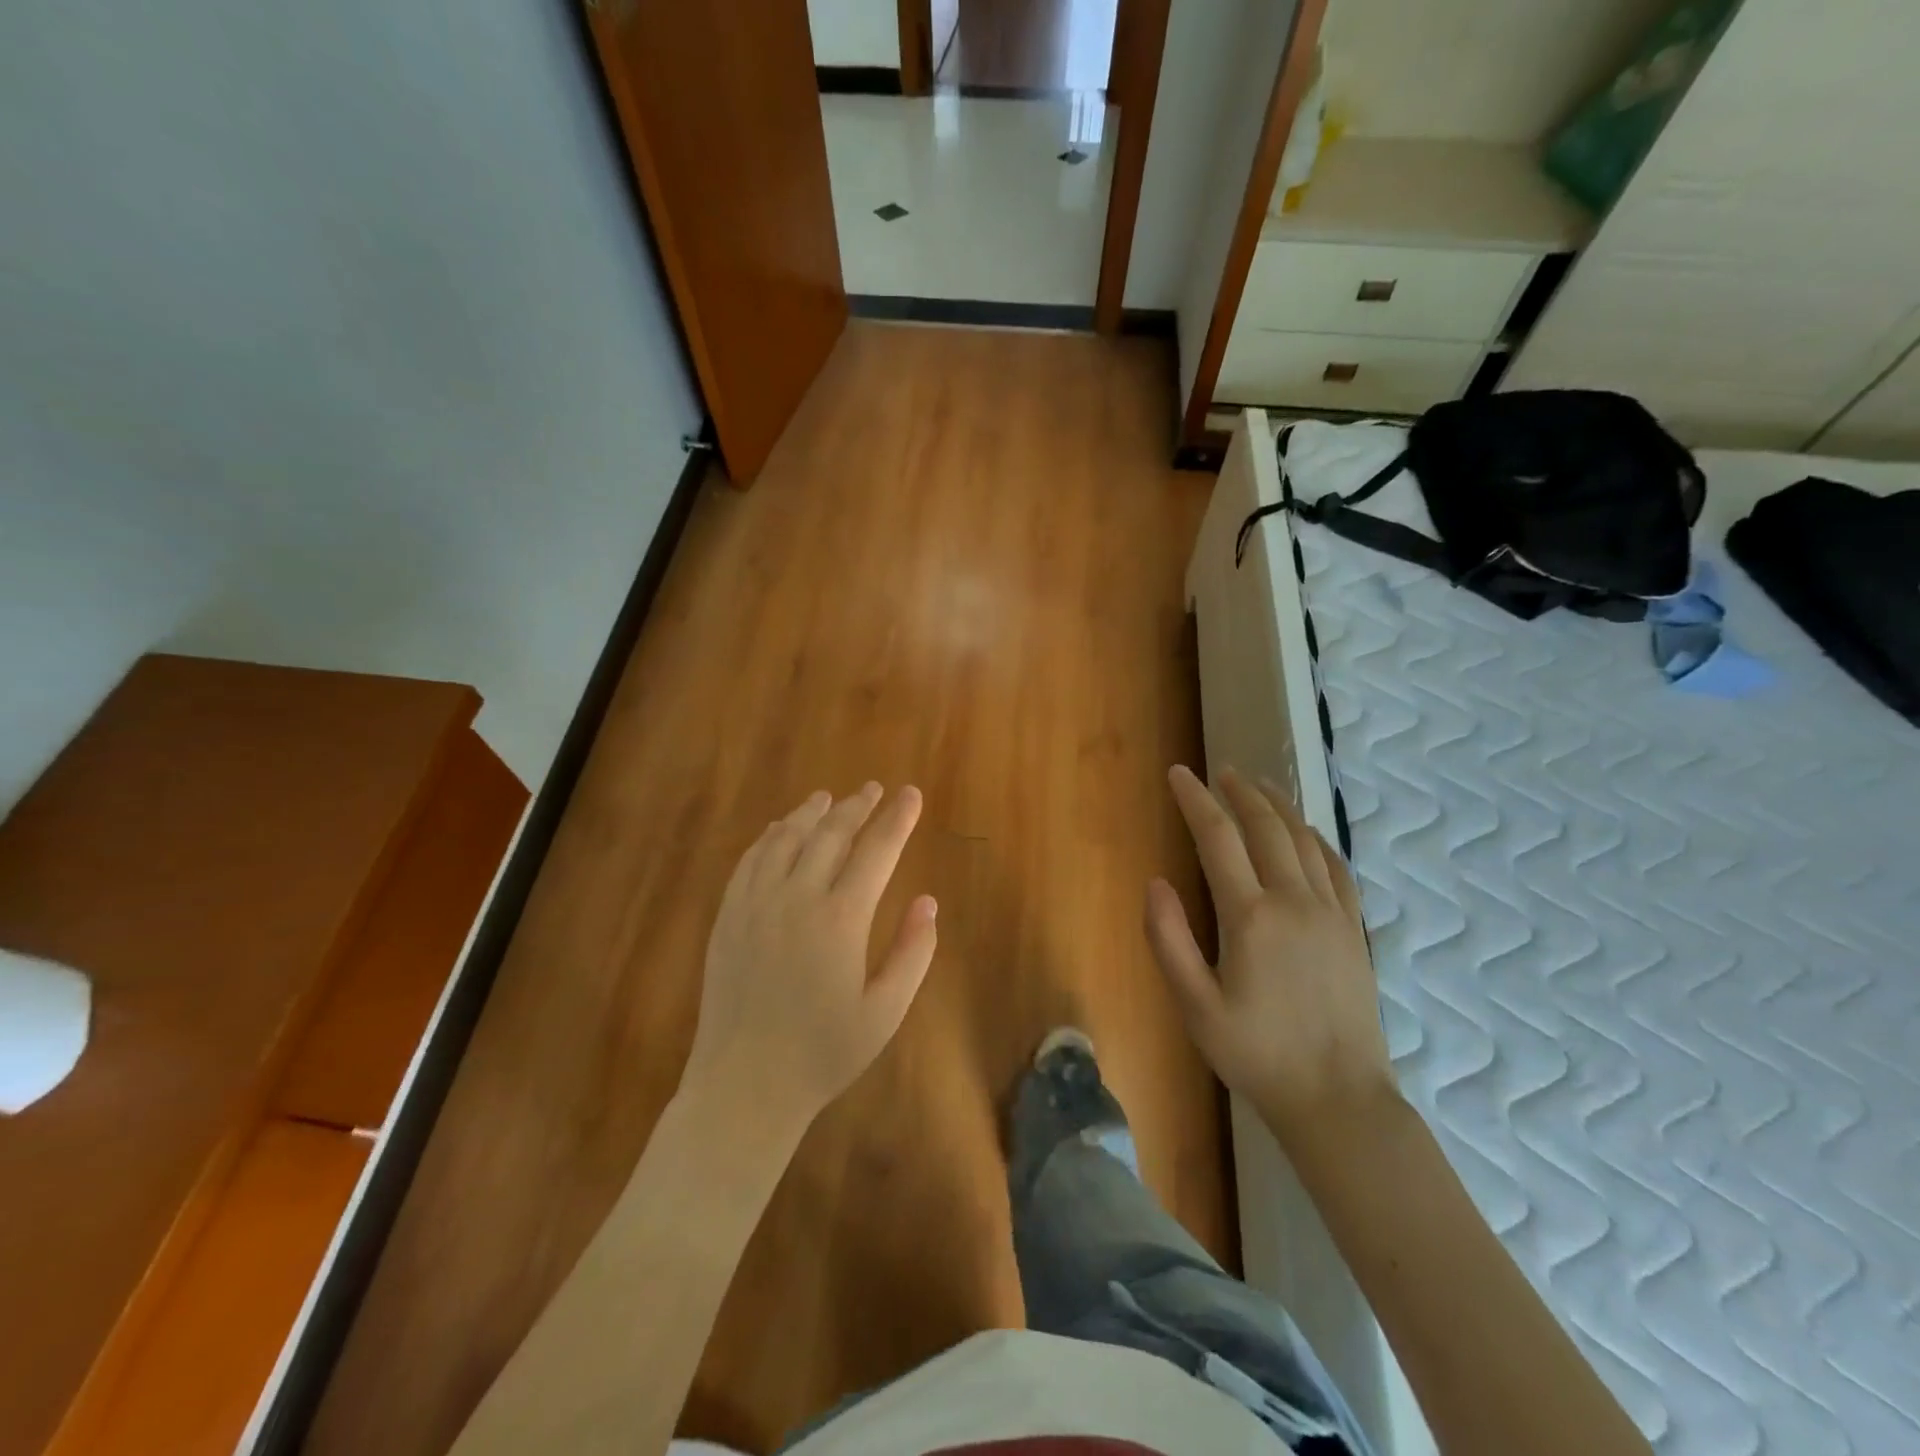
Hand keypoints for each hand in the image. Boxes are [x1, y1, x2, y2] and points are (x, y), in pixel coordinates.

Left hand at [681, 783, 937, 1137]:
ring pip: (787, 838)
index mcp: (842, 919)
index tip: (911, 795)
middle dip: (858, 807)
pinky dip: (770, 837)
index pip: (877, 851)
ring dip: (811, 813)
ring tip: (829, 797)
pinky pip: (750, 860)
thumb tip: (928, 902)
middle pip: (831, 834)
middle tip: (875, 789)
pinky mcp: (728, 916)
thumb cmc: (824, 1053)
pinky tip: (780, 830)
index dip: (897, 819)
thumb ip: (912, 953)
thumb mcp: (885, 1012)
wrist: (745, 1085)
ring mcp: (756, 904)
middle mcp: (797, 898)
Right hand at [1146, 765, 1395, 1145]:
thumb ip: (1169, 940)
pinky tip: (1306, 833)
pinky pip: (1337, 867)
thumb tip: (1155, 882)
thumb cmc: (1256, 1054)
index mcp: (1251, 917)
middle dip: (1239, 793)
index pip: (1218, 838)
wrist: (1337, 1098)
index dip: (1195, 801)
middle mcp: (1294, 901)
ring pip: (1304, 839)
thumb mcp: (1195, 1007)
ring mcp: (1331, 913)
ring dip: (1278, 806)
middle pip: (1266, 827)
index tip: (1179, 774)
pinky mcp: (1354, 929)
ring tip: (1258, 787)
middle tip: (1219, 772)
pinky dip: (1317, 839)